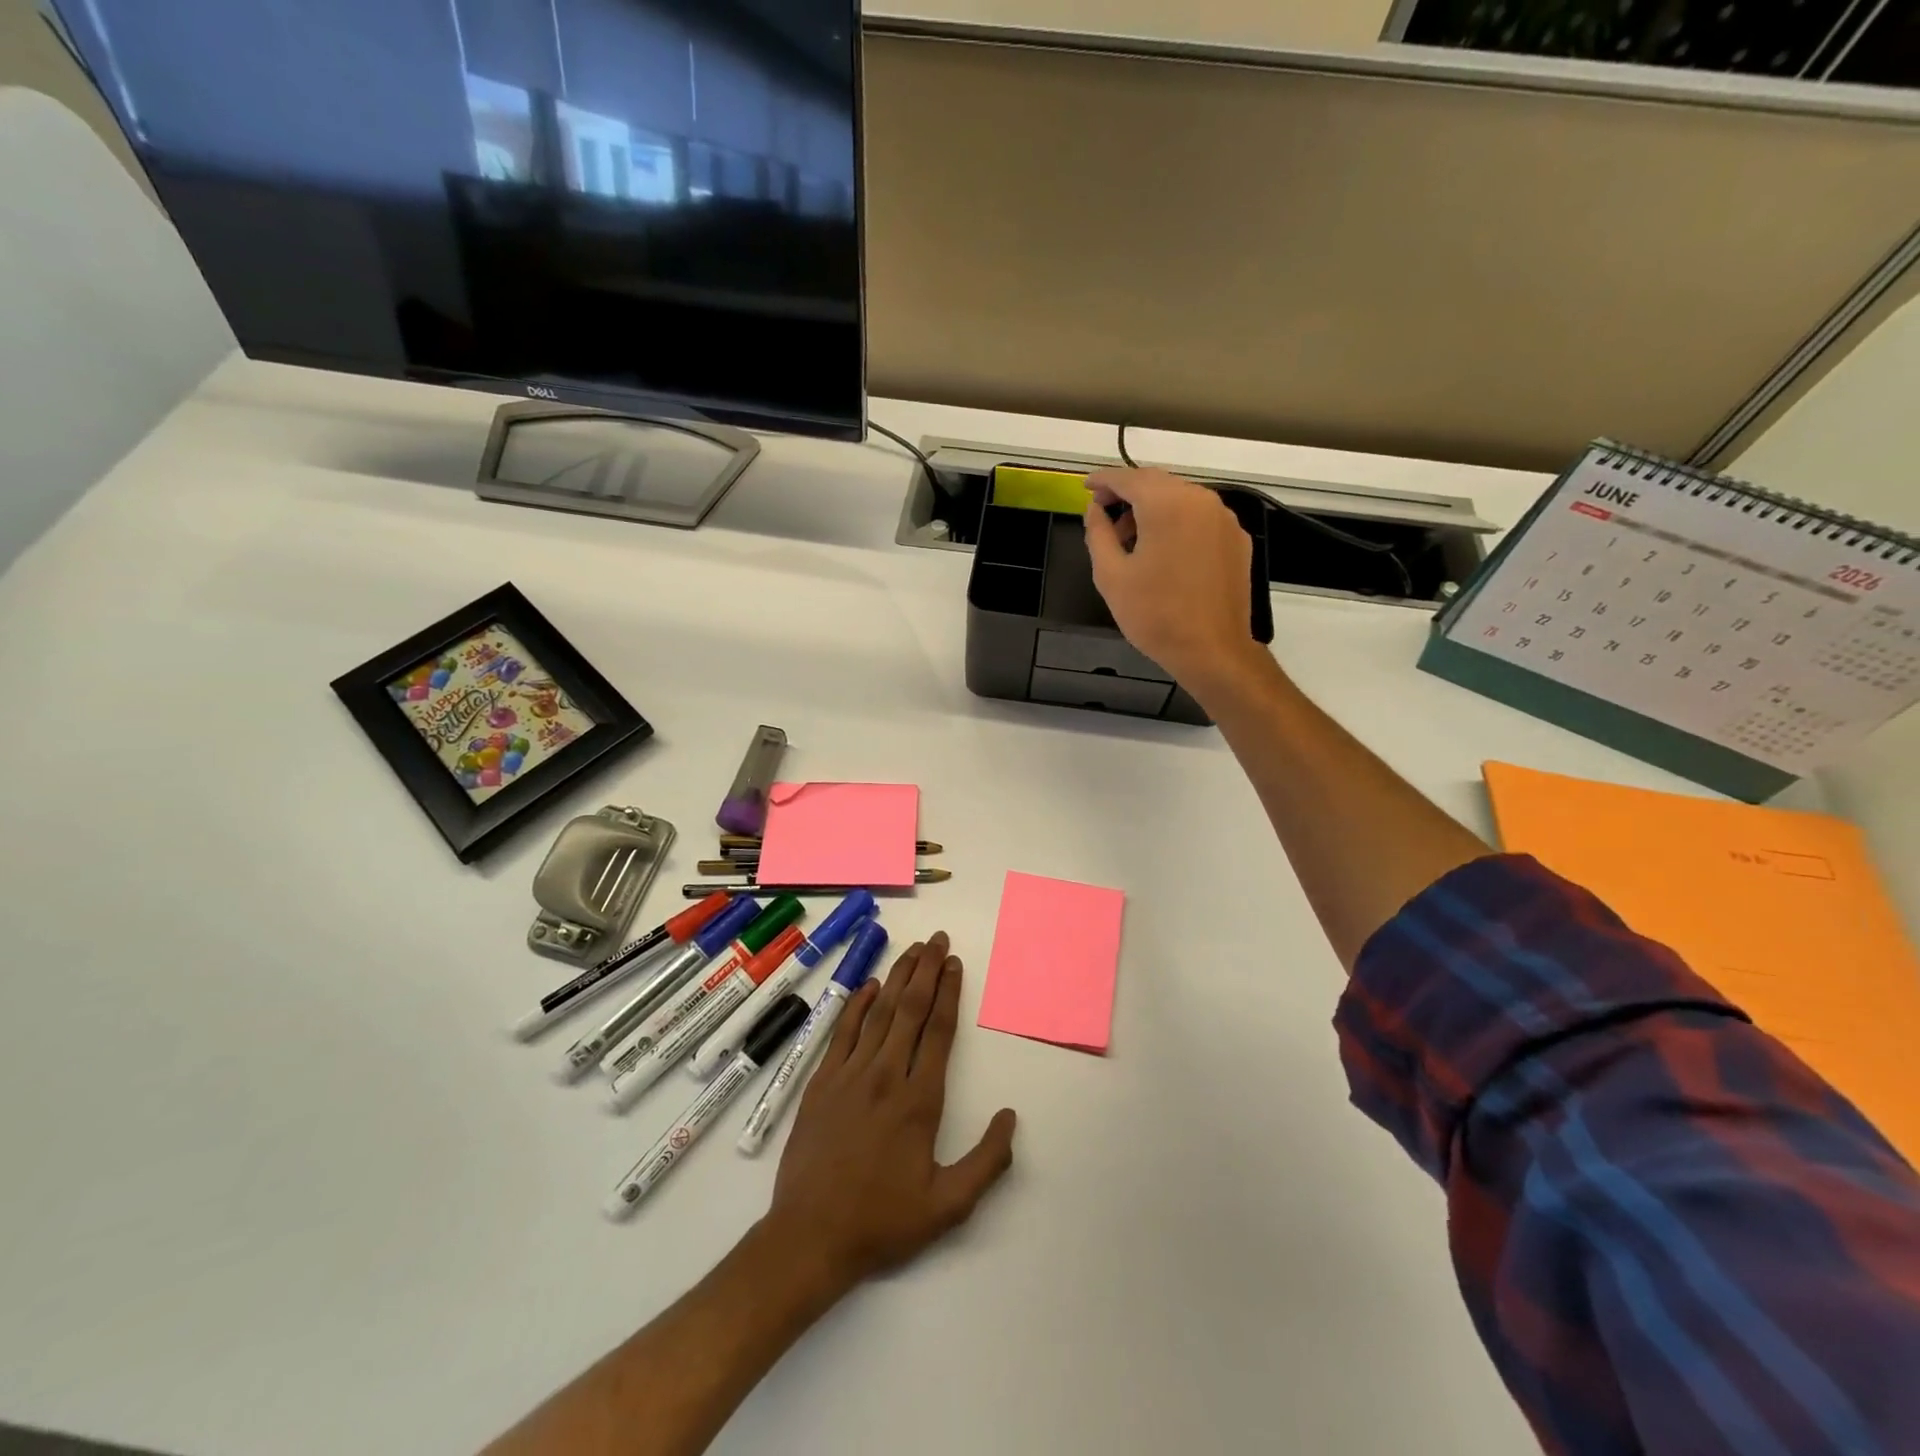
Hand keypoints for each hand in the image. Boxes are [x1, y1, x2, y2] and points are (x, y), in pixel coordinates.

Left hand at [764, 932, 1016, 1295]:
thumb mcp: (949, 1206)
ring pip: (879, 1013)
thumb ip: (987, 1161)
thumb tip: (1010, 1116)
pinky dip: (858, 1004)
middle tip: (937, 940)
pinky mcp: (822, 1082)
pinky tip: (869, 985)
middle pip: (911, 1009)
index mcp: (919, 1100)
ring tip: (912, 950)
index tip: (955, 964)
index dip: (950, 992)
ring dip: (897, 977)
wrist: (809, 1236)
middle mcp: (886, 1075)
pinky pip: (843, 1031)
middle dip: (926, 969)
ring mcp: (850, 1075)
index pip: (939, 1030)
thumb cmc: (883, 1221)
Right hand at [1083, 467, 1267, 694]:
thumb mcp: (1111, 576)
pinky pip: (1199, 517)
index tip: (1085, 487)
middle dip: (1128, 493)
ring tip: (1130, 539)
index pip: (1128, 478)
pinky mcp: (1236, 539)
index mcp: (1167, 504)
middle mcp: (1200, 500)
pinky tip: (1163, 550)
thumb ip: (1098, 533)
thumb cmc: (1154, 615)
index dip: (1102, 480)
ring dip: (1152, 508)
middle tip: (1104, 514)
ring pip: (1180, 498)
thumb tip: (1095, 510)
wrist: (1212, 650)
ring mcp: (1224, 518)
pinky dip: (1176, 522)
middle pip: (1157, 483)